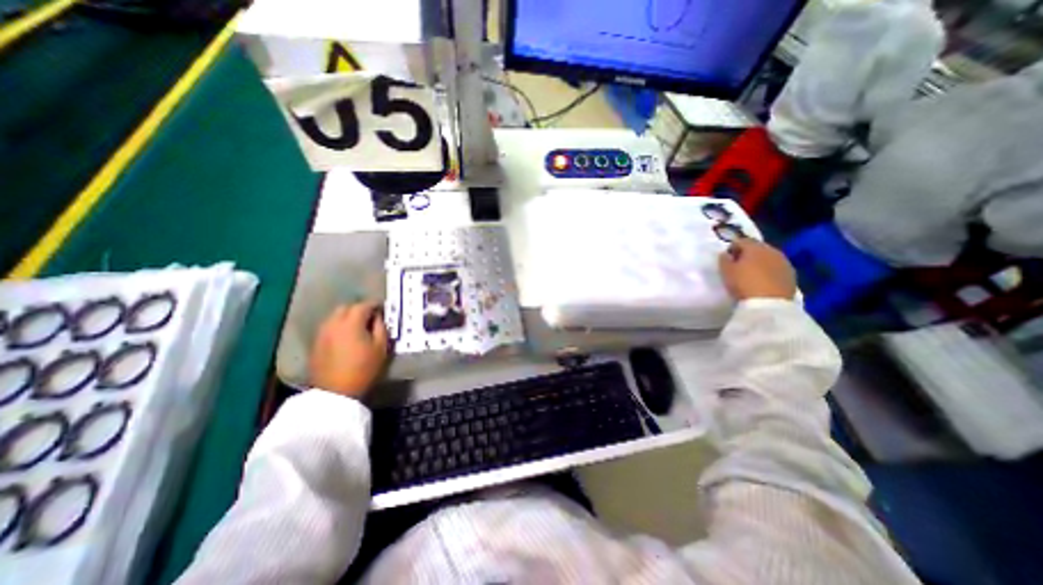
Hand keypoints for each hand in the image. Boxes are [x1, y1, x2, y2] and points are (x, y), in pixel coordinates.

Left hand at [311, 304, 393, 399]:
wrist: (336, 392)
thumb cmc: (364, 368)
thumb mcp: (381, 348)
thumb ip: (381, 328)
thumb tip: (378, 317)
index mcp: (351, 323)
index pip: (363, 305)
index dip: (374, 304)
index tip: (382, 307)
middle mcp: (334, 323)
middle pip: (346, 307)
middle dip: (359, 308)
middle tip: (370, 316)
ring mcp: (322, 333)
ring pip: (335, 316)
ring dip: (347, 317)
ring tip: (358, 326)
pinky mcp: (316, 343)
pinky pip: (329, 327)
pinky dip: (338, 326)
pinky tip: (346, 336)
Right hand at [718, 238, 800, 301]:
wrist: (769, 304)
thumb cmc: (743, 284)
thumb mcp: (726, 272)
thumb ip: (724, 259)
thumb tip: (726, 254)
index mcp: (754, 247)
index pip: (741, 240)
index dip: (733, 248)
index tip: (727, 258)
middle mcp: (772, 250)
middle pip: (757, 248)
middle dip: (748, 254)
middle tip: (738, 266)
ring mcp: (784, 262)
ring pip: (769, 257)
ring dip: (760, 262)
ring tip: (751, 274)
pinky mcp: (792, 275)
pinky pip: (777, 268)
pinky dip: (770, 271)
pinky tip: (763, 281)